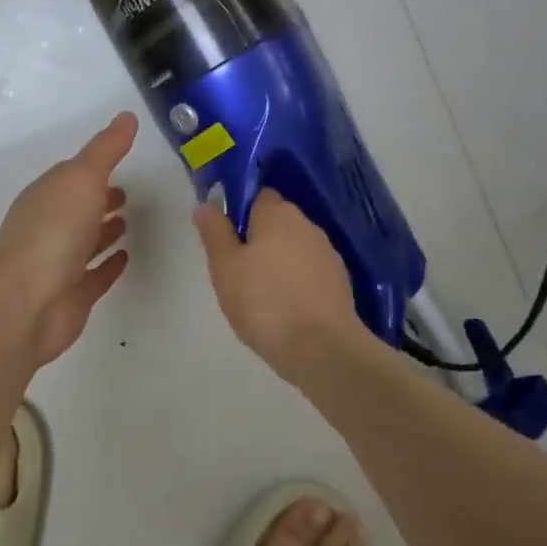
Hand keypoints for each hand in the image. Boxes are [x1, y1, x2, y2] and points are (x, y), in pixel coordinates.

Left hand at [0, 112, 137, 366]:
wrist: (27, 303)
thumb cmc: (53, 232)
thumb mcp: (82, 178)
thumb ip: (106, 150)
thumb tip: (127, 116)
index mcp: (45, 196)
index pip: (70, 177)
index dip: (93, 169)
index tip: (121, 162)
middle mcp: (48, 227)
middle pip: (76, 209)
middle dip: (99, 199)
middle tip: (127, 193)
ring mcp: (58, 264)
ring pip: (84, 242)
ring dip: (103, 231)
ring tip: (129, 222)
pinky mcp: (71, 296)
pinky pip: (94, 275)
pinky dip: (108, 265)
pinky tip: (126, 258)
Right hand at [193, 189, 374, 384]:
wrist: (321, 349)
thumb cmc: (263, 302)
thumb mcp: (224, 267)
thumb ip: (215, 232)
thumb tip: (206, 204)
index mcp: (278, 214)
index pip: (258, 196)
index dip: (240, 212)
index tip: (226, 238)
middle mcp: (307, 225)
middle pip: (277, 222)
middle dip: (259, 239)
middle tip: (237, 270)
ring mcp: (328, 253)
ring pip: (294, 248)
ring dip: (279, 261)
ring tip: (260, 294)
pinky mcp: (340, 282)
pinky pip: (310, 272)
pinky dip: (297, 282)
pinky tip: (285, 308)